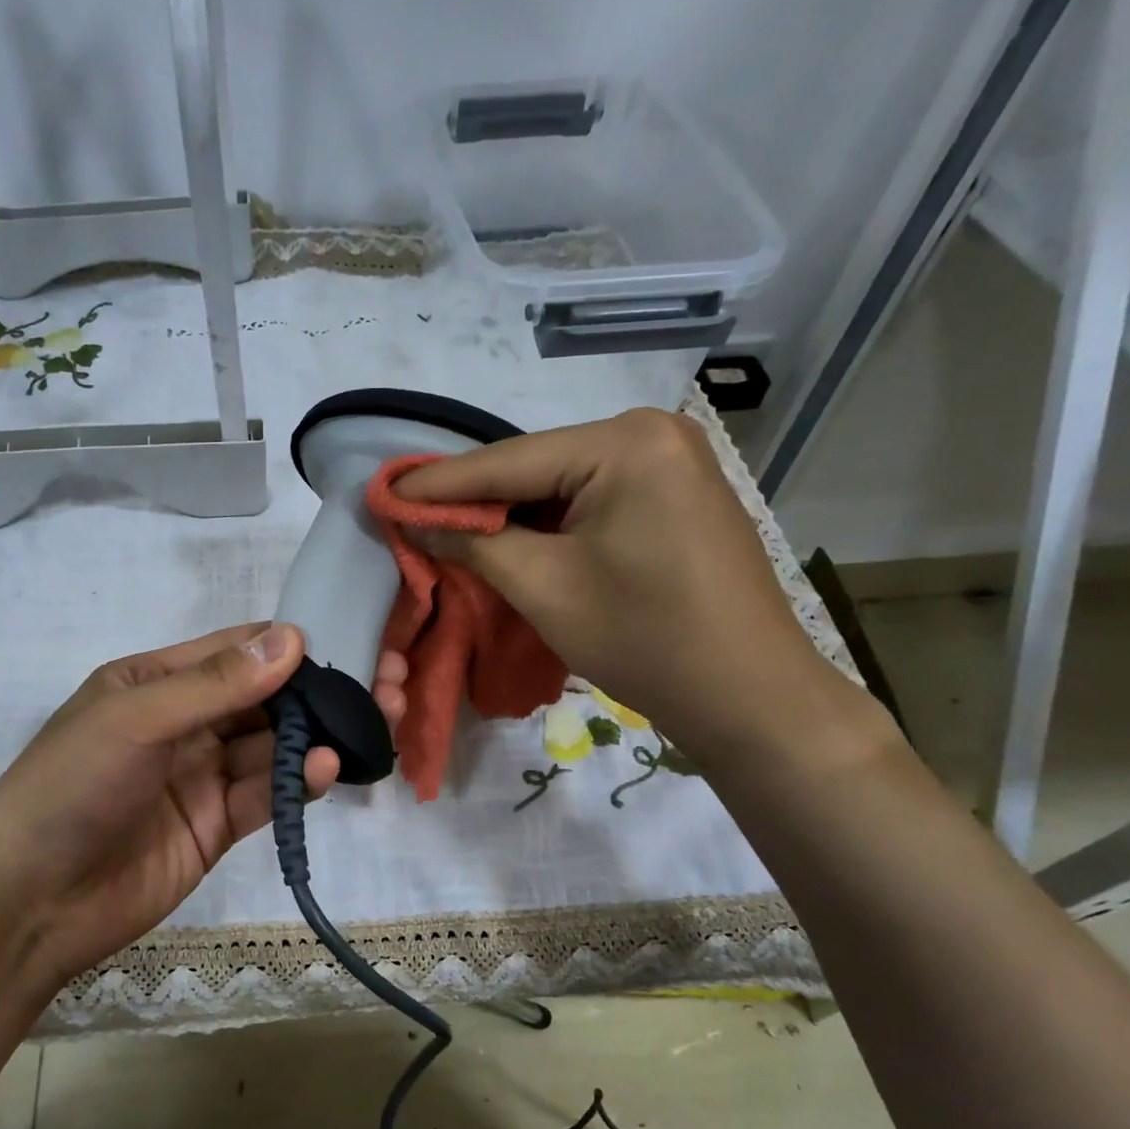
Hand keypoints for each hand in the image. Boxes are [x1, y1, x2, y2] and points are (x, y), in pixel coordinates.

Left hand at [0, 623, 405, 993]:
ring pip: (274, 747)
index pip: (236, 651)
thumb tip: (294, 635)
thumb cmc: (71, 789)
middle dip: (321, 692)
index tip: (352, 640)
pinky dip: (298, 782)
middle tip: (385, 682)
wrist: (30, 902)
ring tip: (374, 722)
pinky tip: (328, 768)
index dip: (291, 645)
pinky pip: (266, 794)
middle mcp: (184, 723)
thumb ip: (216, 684)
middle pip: (265, 699)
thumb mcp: (137, 721)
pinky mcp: (217, 825)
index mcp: (155, 682)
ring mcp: (202, 776)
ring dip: (319, 736)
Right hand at [392, 408, 842, 766]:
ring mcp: (670, 463)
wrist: (748, 694)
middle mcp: (652, 434)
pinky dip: (546, 524)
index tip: (381, 493)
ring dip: (507, 513)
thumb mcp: (544, 588)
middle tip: (408, 515)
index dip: (437, 484)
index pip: (506, 461)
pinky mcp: (674, 496)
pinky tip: (509, 540)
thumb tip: (412, 519)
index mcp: (626, 443)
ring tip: (446, 530)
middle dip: (472, 500)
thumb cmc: (644, 639)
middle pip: (534, 467)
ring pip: (560, 485)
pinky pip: (590, 501)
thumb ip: (472, 544)